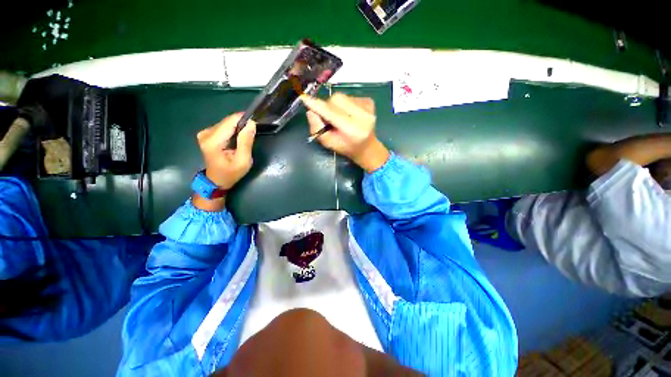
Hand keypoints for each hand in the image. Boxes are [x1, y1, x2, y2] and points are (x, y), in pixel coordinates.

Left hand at [193, 113, 255, 209]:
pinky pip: (223, 127)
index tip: (255, 123)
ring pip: (226, 123)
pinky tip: (237, 139)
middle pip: (227, 121)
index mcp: (213, 141)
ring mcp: (204, 133)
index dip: (244, 119)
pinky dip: (232, 130)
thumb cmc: (231, 173)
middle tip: (252, 134)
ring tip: (245, 138)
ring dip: (237, 128)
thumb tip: (251, 123)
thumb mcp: (243, 160)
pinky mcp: (206, 134)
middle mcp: (206, 134)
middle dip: (241, 125)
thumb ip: (246, 142)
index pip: (230, 122)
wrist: (217, 180)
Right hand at [301, 93, 389, 172]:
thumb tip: (310, 111)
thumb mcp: (329, 143)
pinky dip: (344, 104)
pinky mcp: (369, 101)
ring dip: (336, 105)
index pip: (332, 112)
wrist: (367, 146)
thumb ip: (318, 129)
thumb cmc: (346, 147)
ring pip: (342, 96)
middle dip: (327, 106)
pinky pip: (349, 96)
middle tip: (328, 118)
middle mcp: (363, 116)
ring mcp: (368, 107)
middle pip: (336, 99)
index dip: (317, 105)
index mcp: (353, 129)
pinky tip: (349, 114)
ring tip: (341, 118)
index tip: (305, 98)